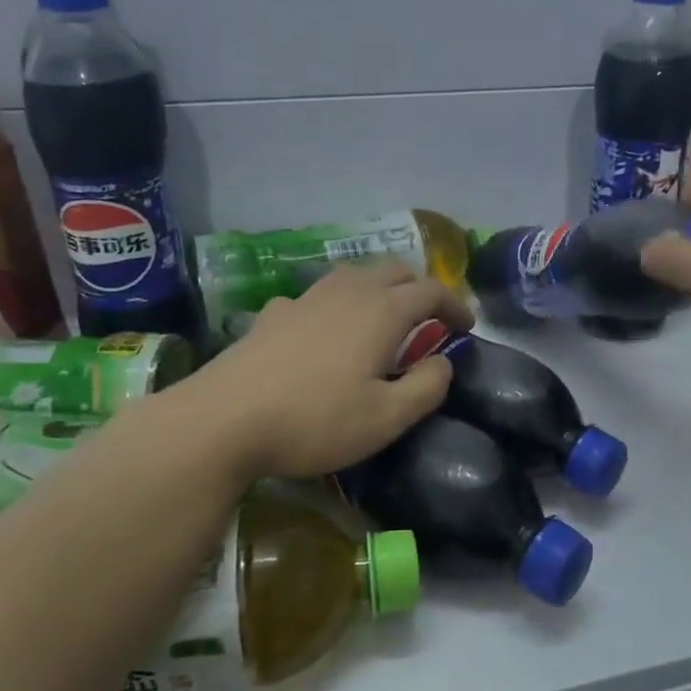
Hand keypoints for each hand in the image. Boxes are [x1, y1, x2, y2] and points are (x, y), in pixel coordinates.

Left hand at [188, 260, 472, 479]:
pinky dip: (336, 304)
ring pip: (354, 275)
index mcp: (383, 311)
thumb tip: (442, 361)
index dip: (455, 305)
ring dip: (379, 288)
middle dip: (419, 288)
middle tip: (428, 318)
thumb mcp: (386, 418)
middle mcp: (348, 292)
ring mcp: (306, 298)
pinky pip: (317, 295)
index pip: (432, 290)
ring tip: (382, 317)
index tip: (467, 326)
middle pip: (394, 270)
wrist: (223, 420)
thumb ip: (427, 387)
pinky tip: (324, 331)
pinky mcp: (273, 313)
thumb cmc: (316, 420)